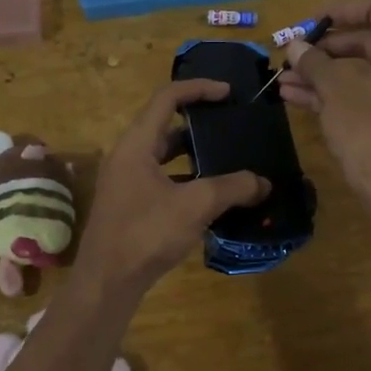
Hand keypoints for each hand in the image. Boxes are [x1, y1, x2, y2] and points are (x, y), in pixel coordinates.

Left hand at [77, 80, 271, 292]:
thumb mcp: (195, 205)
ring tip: (229, 161)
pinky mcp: (130, 205)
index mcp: (136, 144)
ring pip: (165, 156)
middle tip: (231, 128)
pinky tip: (212, 197)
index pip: (167, 98)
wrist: (107, 282)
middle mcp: (127, 156)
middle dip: (200, 124)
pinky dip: (187, 181)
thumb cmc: (146, 233)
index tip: (228, 93)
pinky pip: (163, 180)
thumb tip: (264, 183)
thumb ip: (232, 188)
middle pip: (165, 126)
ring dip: (195, 156)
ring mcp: (126, 182)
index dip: (199, 89)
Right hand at [279, 0, 370, 189]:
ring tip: (284, 80)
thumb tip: (294, 45)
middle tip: (293, 55)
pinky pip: (366, 94)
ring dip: (323, 74)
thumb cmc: (368, 128)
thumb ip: (314, 61)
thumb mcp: (335, 90)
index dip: (342, 10)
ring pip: (362, 72)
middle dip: (325, 49)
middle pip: (368, 41)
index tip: (311, 22)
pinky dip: (335, 94)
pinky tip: (295, 99)